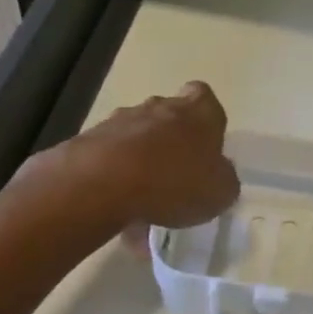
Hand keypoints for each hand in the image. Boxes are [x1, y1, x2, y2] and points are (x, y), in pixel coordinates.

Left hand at [21, 82, 239, 231]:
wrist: (102, 184)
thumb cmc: (175, 181)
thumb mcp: (220, 192)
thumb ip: (224, 179)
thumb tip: (218, 174)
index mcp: (197, 113)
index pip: (204, 97)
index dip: (206, 119)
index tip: (205, 144)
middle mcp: (160, 108)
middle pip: (169, 118)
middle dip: (172, 143)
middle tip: (176, 178)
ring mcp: (120, 122)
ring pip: (137, 141)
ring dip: (142, 166)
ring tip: (144, 208)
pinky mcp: (89, 142)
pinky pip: (111, 162)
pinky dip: (116, 184)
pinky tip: (120, 216)